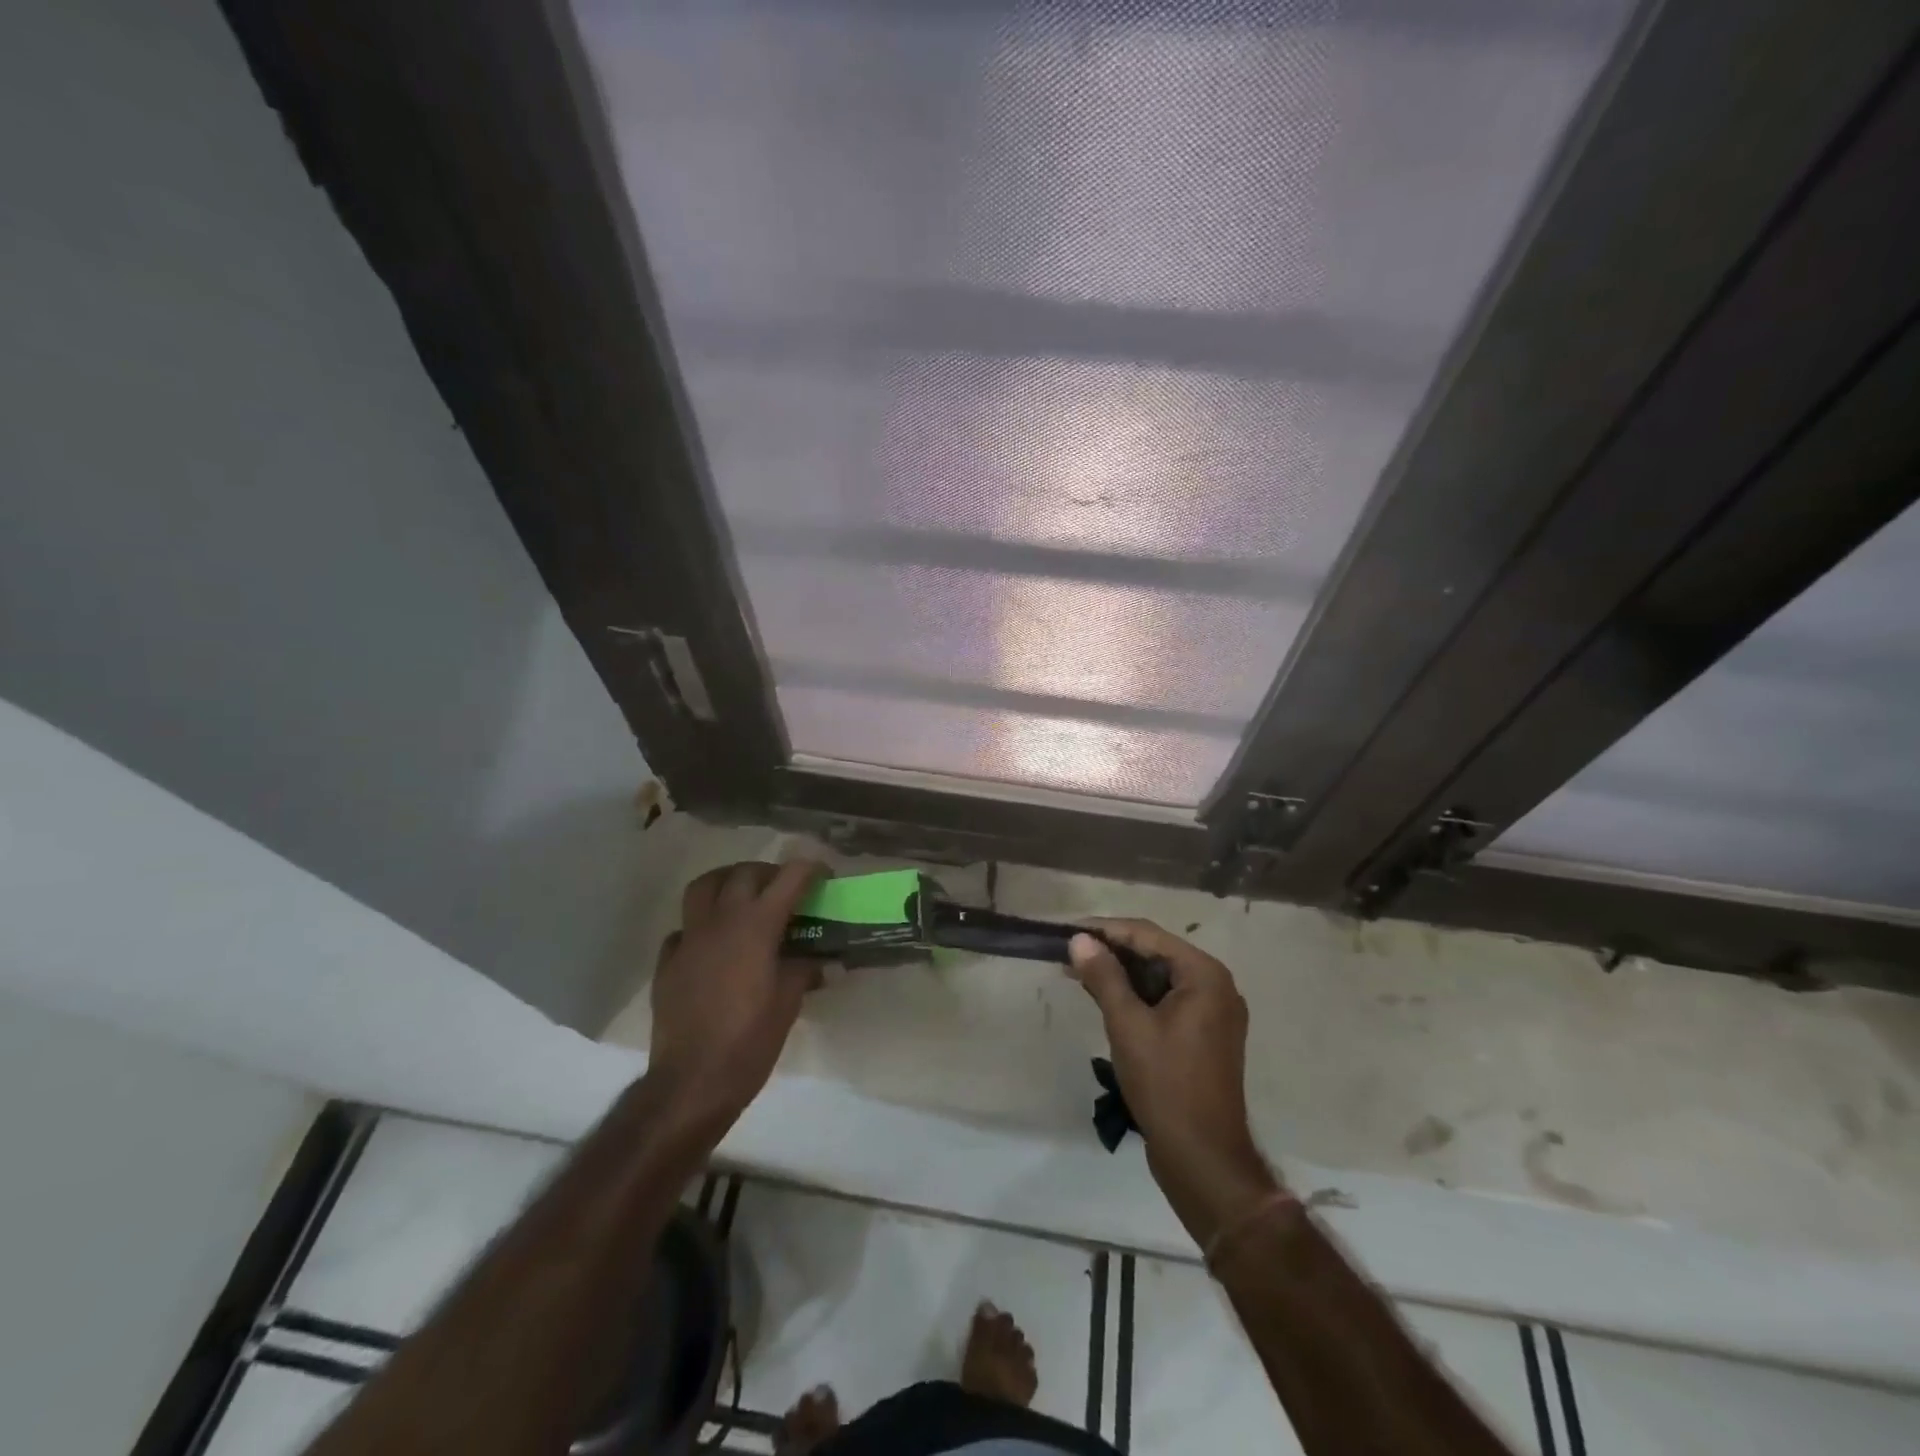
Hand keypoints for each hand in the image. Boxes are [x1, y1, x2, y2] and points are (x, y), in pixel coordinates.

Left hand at [648, 859, 826, 1133]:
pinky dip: (701, 925)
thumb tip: (820, 962)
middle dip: (769, 873)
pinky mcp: (667, 961)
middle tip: (786, 890)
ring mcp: (689, 938)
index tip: (824, 875)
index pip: (789, 878)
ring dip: (728, 882)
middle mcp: (721, 920)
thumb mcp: (788, 1003)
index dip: (810, 869)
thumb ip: (804, 970)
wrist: (692, 1081)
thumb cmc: (750, 1040)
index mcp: (756, 925)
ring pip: (704, 886)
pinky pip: (684, 928)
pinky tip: (713, 945)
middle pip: (745, 873)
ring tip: (744, 898)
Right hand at [1068, 920, 1281, 1244]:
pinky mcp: (1205, 1036)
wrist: (1203, 1159)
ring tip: (1078, 972)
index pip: (1148, 935)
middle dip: (1112, 951)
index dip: (1106, 929)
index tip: (1068, 930)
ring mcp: (1214, 1013)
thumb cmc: (1166, 1084)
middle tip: (1069, 952)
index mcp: (1205, 975)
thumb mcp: (1128, 1025)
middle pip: (1156, 953)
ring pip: (1160, 978)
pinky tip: (1105, 998)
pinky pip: (1167, 1001)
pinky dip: (1137, 996)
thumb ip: (1104, 977)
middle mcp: (1216, 986)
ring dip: (1121, 974)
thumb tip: (1079, 940)